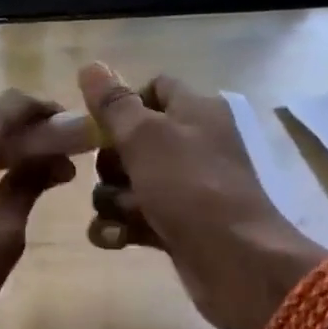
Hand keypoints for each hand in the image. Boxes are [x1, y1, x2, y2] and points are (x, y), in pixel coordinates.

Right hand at [78, 63, 325, 328]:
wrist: (236, 262)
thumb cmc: (191, 187)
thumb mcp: (146, 137)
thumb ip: (114, 104)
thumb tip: (90, 66)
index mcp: (194, 111)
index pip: (153, 89)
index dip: (123, 103)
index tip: (100, 124)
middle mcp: (191, 145)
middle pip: (131, 141)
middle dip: (109, 161)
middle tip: (113, 174)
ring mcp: (183, 189)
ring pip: (126, 184)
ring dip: (111, 200)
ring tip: (121, 215)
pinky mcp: (175, 227)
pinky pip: (133, 219)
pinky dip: (120, 228)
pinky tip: (117, 239)